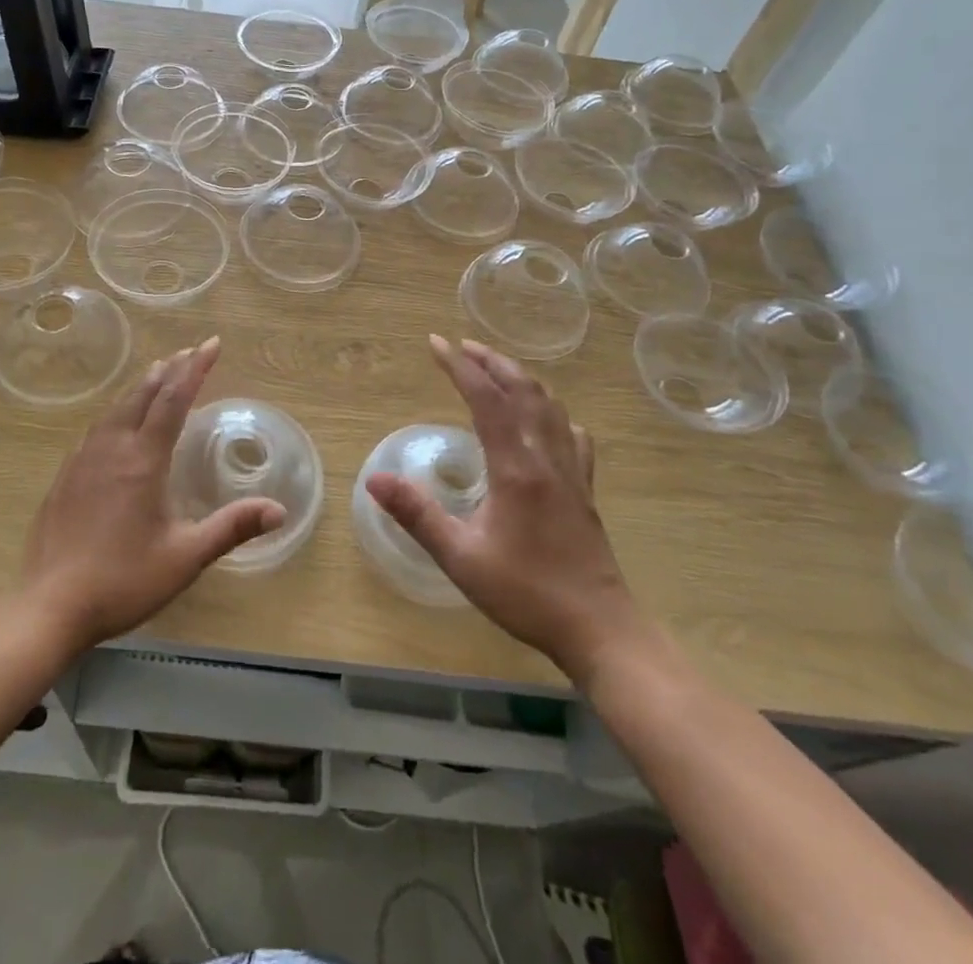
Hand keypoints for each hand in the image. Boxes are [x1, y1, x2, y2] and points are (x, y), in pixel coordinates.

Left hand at [21, 337, 284, 652]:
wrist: (49, 606)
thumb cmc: (123, 580)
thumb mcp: (185, 557)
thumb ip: (231, 528)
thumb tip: (280, 511)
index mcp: (143, 459)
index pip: (174, 399)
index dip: (195, 368)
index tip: (212, 343)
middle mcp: (112, 448)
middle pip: (143, 394)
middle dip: (170, 369)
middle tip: (190, 352)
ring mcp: (82, 460)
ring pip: (116, 408)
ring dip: (142, 387)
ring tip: (158, 374)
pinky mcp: (64, 477)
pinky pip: (96, 428)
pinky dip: (117, 411)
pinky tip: (116, 423)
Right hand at [366, 337, 643, 679]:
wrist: (599, 629)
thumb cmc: (525, 593)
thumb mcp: (460, 558)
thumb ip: (417, 514)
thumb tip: (374, 478)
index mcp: (516, 468)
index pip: (487, 399)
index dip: (460, 366)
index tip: (436, 343)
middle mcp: (546, 458)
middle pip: (524, 391)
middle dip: (492, 361)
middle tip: (463, 345)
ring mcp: (571, 472)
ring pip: (551, 406)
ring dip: (521, 379)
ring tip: (497, 370)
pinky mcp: (584, 490)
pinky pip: (571, 434)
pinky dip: (553, 413)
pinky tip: (546, 421)